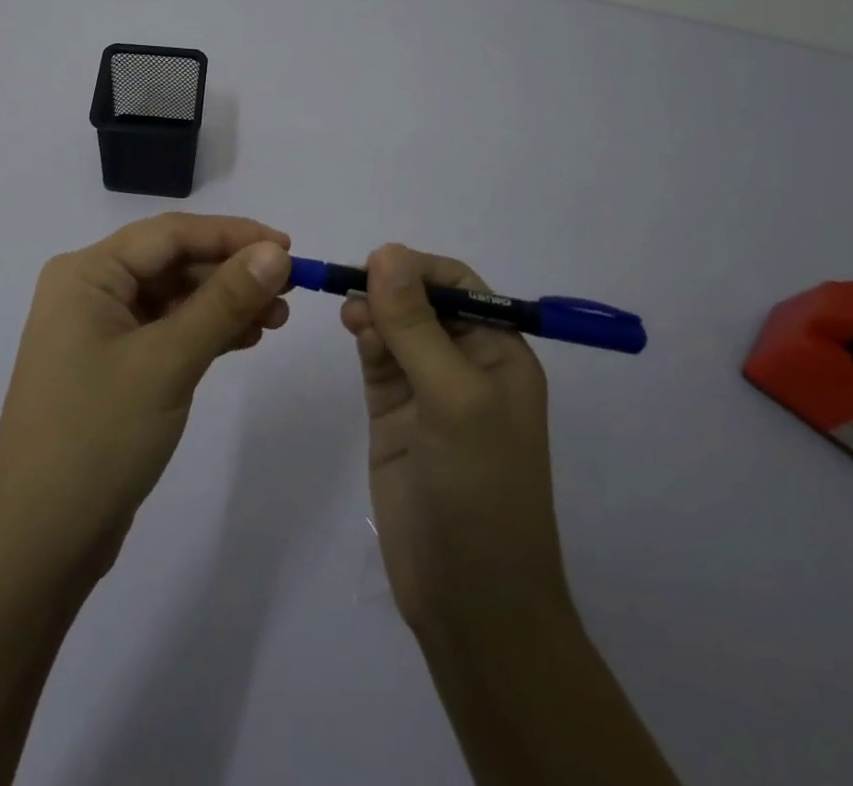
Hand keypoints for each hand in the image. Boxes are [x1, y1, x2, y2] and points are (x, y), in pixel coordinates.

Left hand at [0, 213, 292, 582]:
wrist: (37, 543)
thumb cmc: (97, 436)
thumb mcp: (168, 361)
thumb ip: (224, 301)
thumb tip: (276, 252)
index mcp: (87, 273)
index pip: (170, 234)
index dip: (232, 234)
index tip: (289, 247)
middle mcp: (89, 290)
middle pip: (172, 262)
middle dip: (231, 272)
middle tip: (290, 291)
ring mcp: (98, 330)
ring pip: (173, 297)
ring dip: (224, 303)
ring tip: (277, 319)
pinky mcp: (111, 366)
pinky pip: (166, 330)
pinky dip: (205, 332)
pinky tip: (245, 338)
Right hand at [340, 244, 568, 643]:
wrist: (470, 601)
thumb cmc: (481, 489)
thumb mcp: (454, 398)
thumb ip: (416, 324)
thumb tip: (385, 251)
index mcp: (500, 353)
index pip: (459, 285)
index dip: (419, 268)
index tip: (376, 264)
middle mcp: (466, 363)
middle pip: (422, 301)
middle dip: (390, 288)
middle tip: (354, 290)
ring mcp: (427, 389)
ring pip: (394, 327)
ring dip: (374, 310)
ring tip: (351, 316)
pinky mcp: (394, 413)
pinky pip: (378, 357)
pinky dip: (364, 337)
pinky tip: (353, 331)